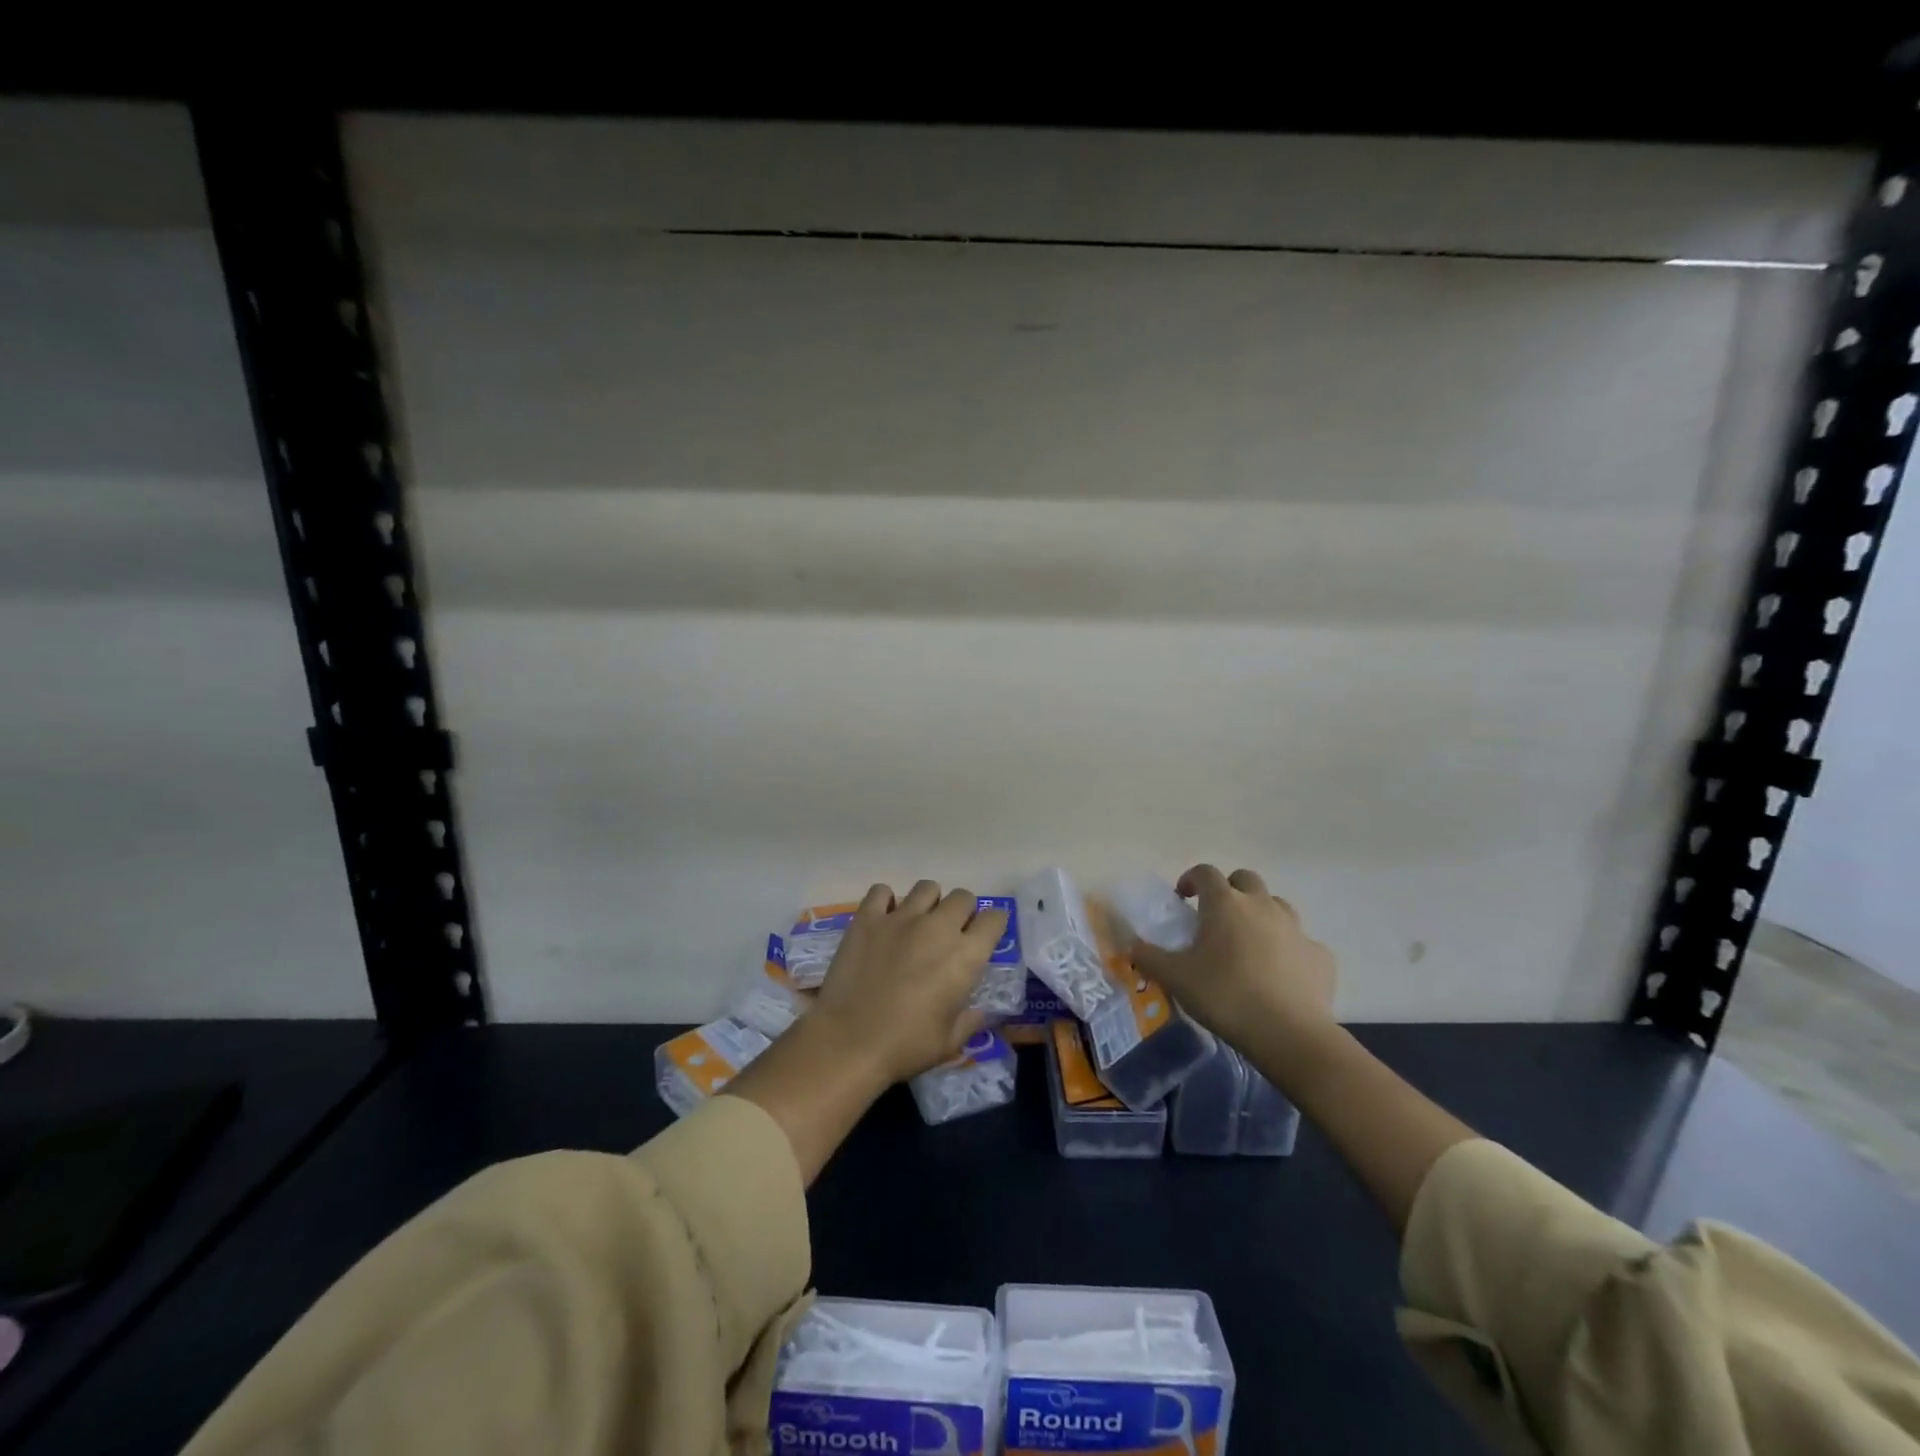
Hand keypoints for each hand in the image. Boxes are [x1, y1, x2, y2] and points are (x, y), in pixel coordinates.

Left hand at [811, 880, 1007, 1084]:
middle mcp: (938, 928)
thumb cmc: (905, 1047)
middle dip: (963, 911)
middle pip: (962, 897)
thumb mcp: (950, 1043)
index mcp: (965, 956)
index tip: (985, 936)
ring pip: (927, 887)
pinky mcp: (867, 918)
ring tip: (918, 922)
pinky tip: (884, 918)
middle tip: (951, 932)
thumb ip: (969, 1020)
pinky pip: (881, 891)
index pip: (994, 919)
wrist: (848, 1043)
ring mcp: (901, 918)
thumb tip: (977, 1010)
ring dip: (929, 902)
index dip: (993, 925)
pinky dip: (886, 900)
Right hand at [1128, 865, 1335, 1041]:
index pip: (1205, 872)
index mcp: (1225, 904)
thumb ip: (1149, 956)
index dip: (1191, 879)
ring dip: (1260, 914)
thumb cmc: (1225, 996)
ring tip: (1248, 943)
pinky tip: (1280, 973)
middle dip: (1229, 890)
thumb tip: (1131, 944)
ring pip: (1276, 906)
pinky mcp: (1320, 956)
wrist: (1290, 1034)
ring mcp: (1296, 928)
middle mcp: (1262, 905)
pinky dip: (1288, 949)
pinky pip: (1301, 942)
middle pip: (1245, 880)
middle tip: (1216, 917)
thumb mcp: (1175, 978)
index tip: (1183, 898)